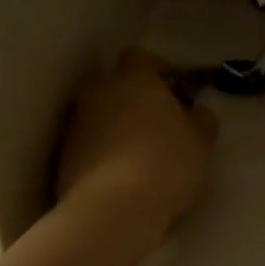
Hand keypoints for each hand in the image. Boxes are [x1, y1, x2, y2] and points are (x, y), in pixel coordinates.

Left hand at [56, 51, 218, 236]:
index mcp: (134, 78)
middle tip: (156, 121)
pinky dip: (102, 152)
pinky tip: (120, 175)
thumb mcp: (200, 142)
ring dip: (115, 126)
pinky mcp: (63, 155)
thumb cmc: (165, 163)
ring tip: (139, 153)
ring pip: (99, 114)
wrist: (112, 208)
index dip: (159, 71)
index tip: (175, 90)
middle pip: (115, 84)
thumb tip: (197, 114)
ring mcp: (77, 123)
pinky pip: (88, 143)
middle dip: (133, 97)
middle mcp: (99, 91)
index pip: (142, 58)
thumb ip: (201, 120)